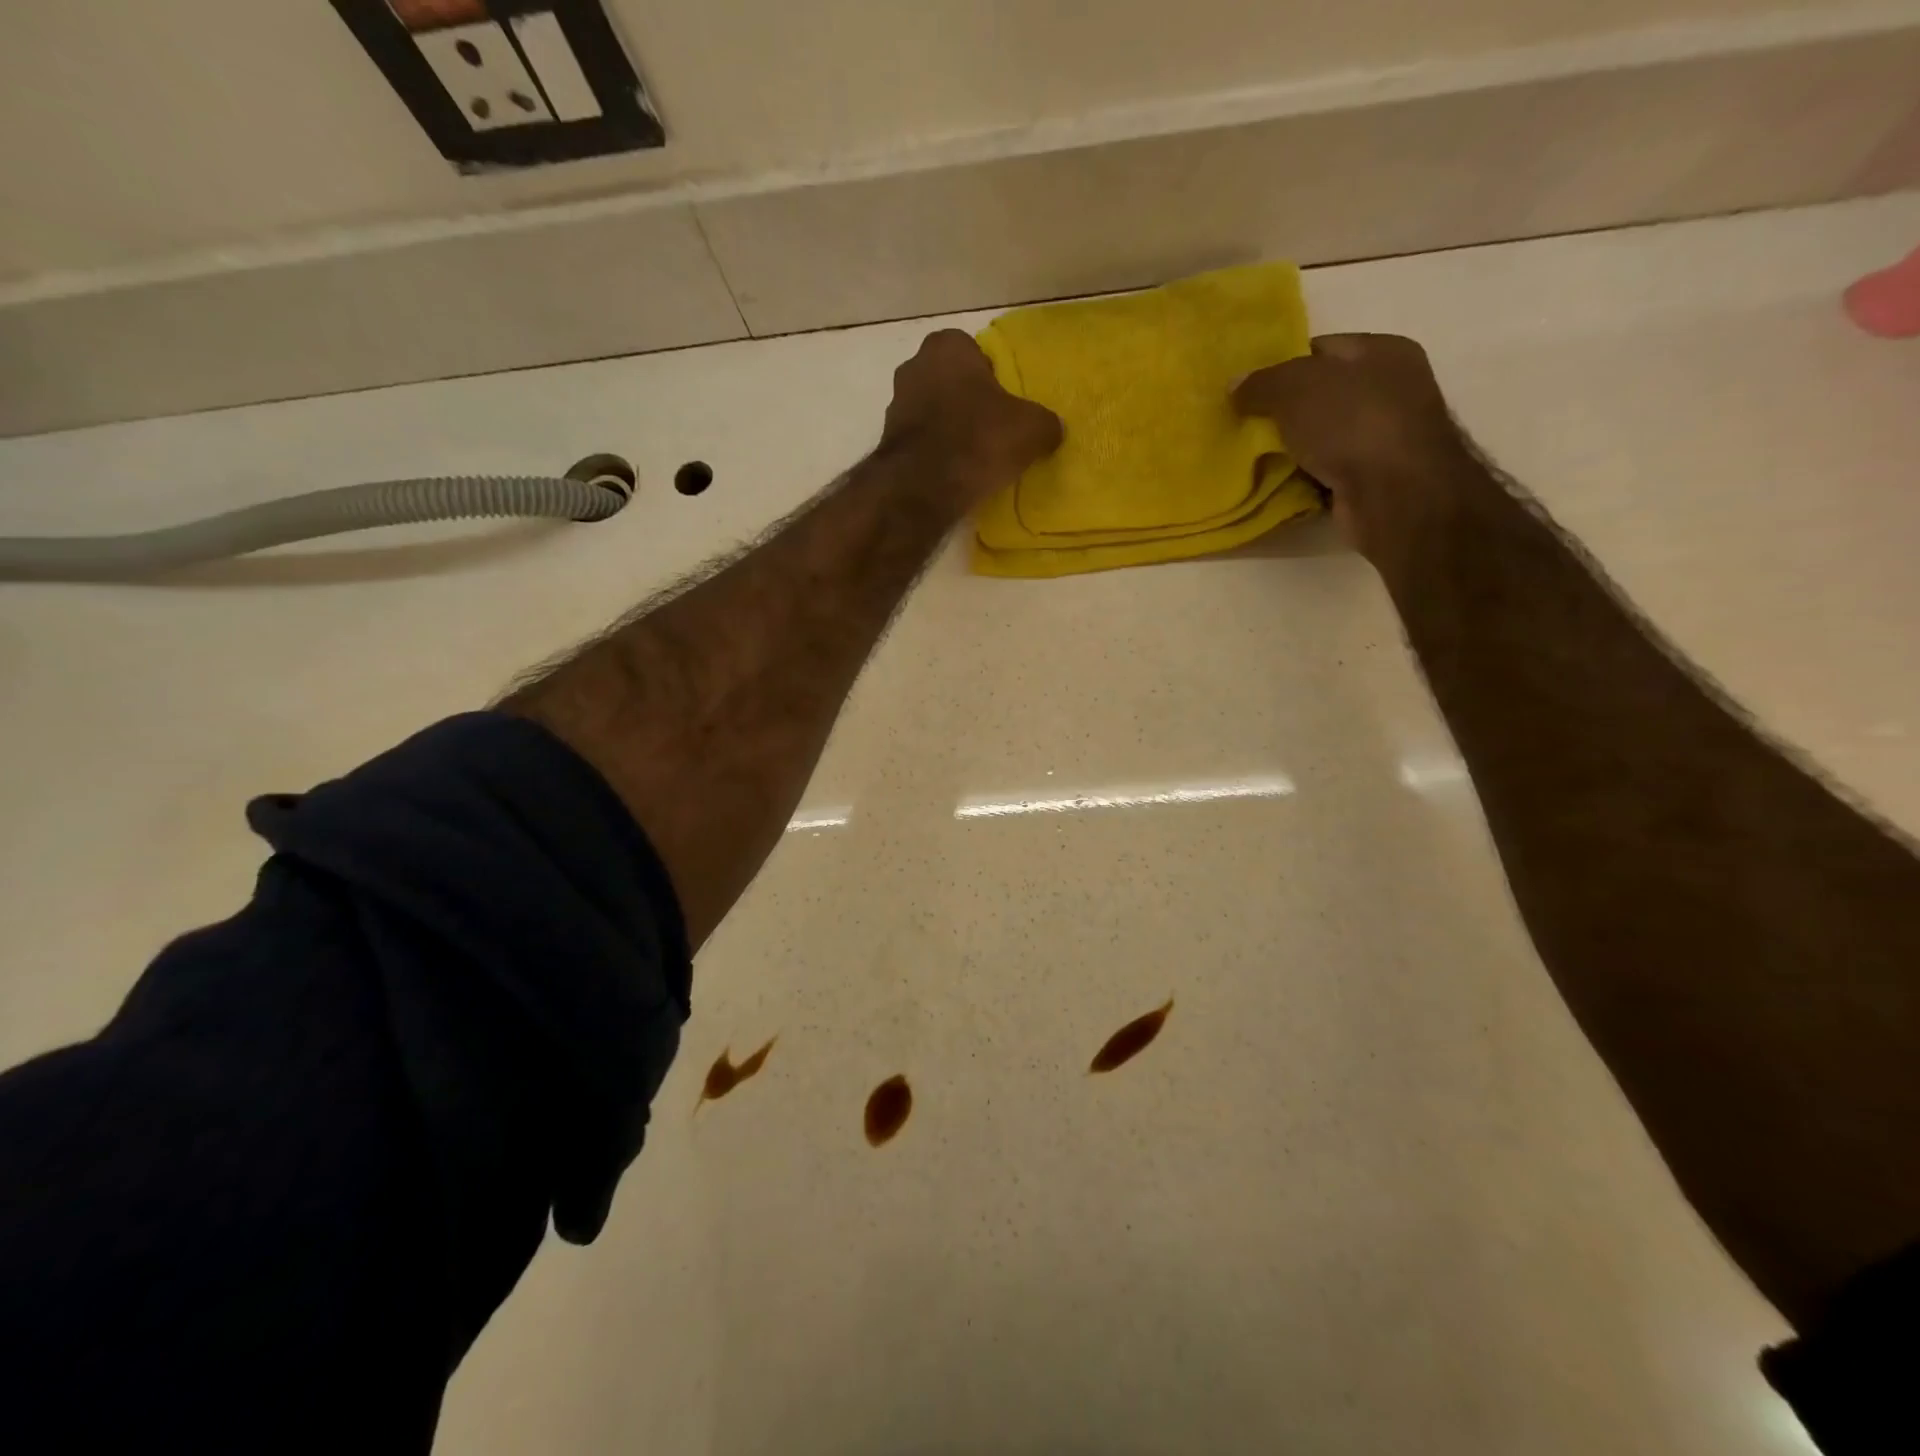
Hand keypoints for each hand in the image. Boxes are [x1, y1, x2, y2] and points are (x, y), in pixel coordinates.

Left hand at [882, 330, 1062, 501]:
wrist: (923, 488)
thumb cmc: (978, 440)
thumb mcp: (1031, 429)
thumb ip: (1046, 423)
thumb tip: (1052, 430)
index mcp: (947, 346)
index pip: (974, 351)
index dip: (991, 377)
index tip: (1004, 404)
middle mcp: (914, 366)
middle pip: (950, 381)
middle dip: (967, 401)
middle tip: (991, 429)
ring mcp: (895, 406)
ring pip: (932, 412)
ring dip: (949, 428)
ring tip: (972, 457)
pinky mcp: (888, 444)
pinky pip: (920, 442)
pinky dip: (934, 453)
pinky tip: (952, 473)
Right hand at [1234, 334, 1473, 564]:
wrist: (1396, 493)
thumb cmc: (1352, 423)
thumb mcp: (1295, 388)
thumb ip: (1262, 383)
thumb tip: (1235, 385)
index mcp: (1384, 352)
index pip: (1322, 349)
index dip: (1282, 367)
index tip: (1249, 391)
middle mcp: (1392, 389)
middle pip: (1322, 395)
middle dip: (1284, 412)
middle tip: (1246, 427)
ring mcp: (1386, 437)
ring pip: (1323, 437)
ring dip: (1292, 449)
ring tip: (1254, 459)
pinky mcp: (1376, 478)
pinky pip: (1328, 471)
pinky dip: (1305, 478)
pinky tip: (1279, 485)